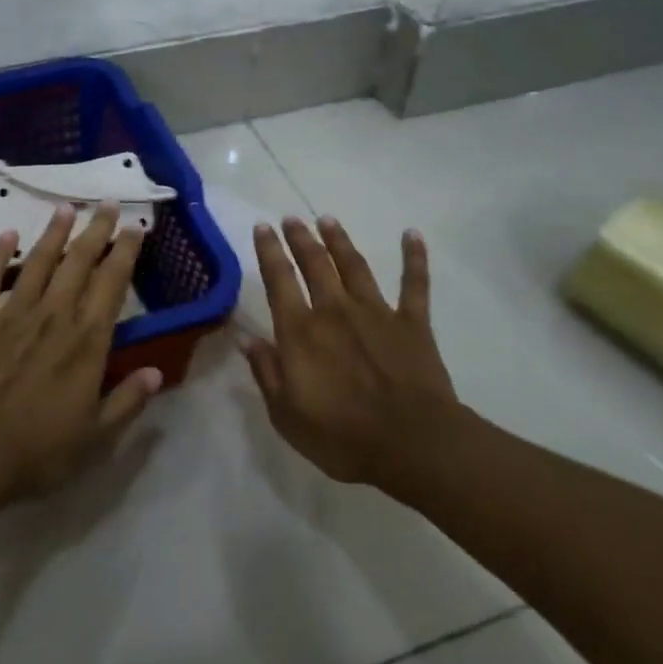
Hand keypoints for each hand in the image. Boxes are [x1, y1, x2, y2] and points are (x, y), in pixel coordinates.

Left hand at [0, 202, 162, 504]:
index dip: (125, 252)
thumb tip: (158, 372)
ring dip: (54, 232)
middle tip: (108, 203)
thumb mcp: (95, 437)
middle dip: (96, 230)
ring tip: (66, 207)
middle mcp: (54, 316)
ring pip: (39, 262)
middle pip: (79, 262)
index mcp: (86, 341)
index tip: (135, 227)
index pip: (112, 284)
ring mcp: (13, 314)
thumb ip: (127, 401)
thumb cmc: (36, 450)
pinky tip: (7, 235)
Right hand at [244, 216, 464, 494]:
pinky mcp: (412, 323)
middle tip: (292, 219)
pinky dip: (414, 257)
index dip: (269, 251)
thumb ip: (266, 373)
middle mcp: (334, 310)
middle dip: (300, 238)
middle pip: (315, 263)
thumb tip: (247, 340)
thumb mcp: (286, 414)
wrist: (412, 444)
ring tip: (328, 220)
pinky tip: (412, 234)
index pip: (279, 280)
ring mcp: (376, 312)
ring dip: (339, 240)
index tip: (263, 227)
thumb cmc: (341, 436)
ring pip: (354, 265)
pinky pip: (414, 284)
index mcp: (300, 331)